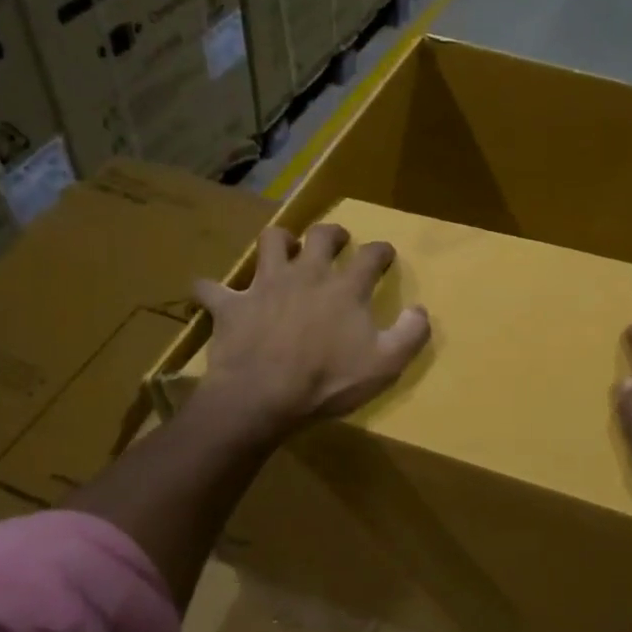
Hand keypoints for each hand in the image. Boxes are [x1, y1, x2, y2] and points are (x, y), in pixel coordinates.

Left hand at [193, 224, 429, 435]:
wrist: (263, 397)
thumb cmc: (328, 381)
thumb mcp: (386, 365)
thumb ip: (411, 334)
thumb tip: (421, 310)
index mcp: (345, 288)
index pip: (371, 255)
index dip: (381, 251)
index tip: (385, 254)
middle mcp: (306, 274)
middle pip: (321, 236)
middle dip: (332, 233)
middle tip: (336, 240)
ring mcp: (265, 285)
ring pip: (270, 242)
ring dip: (278, 241)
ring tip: (282, 249)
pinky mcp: (231, 305)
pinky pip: (211, 289)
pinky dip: (210, 289)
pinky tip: (210, 292)